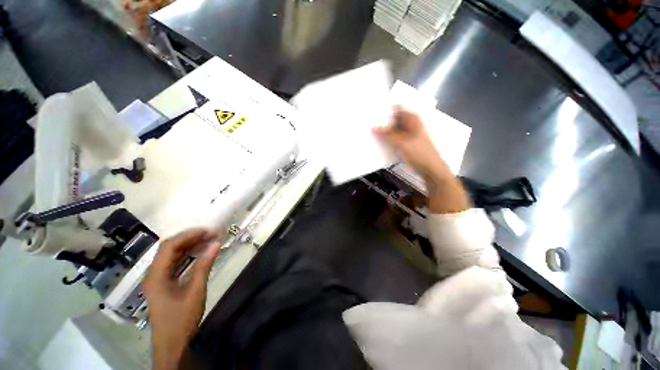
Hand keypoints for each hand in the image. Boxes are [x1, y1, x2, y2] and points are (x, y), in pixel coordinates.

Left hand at [144, 229, 220, 369]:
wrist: (171, 344)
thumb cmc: (181, 320)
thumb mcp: (195, 292)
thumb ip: (204, 266)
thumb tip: (216, 244)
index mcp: (156, 275)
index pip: (169, 246)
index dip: (189, 235)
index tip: (208, 231)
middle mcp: (153, 274)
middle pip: (169, 248)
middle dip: (190, 238)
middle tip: (211, 235)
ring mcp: (157, 278)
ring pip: (172, 255)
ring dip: (190, 245)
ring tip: (208, 240)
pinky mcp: (163, 283)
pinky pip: (174, 263)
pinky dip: (188, 255)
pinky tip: (200, 253)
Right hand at [373, 108, 449, 179]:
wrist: (430, 168)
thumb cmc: (418, 152)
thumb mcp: (401, 142)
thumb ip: (387, 133)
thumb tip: (374, 127)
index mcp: (412, 118)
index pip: (397, 108)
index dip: (385, 110)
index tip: (373, 113)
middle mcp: (411, 123)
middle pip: (395, 119)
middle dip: (383, 121)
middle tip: (369, 124)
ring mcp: (410, 133)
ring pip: (394, 129)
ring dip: (385, 131)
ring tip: (372, 133)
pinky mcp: (407, 142)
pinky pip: (396, 138)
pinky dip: (389, 139)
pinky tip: (381, 142)